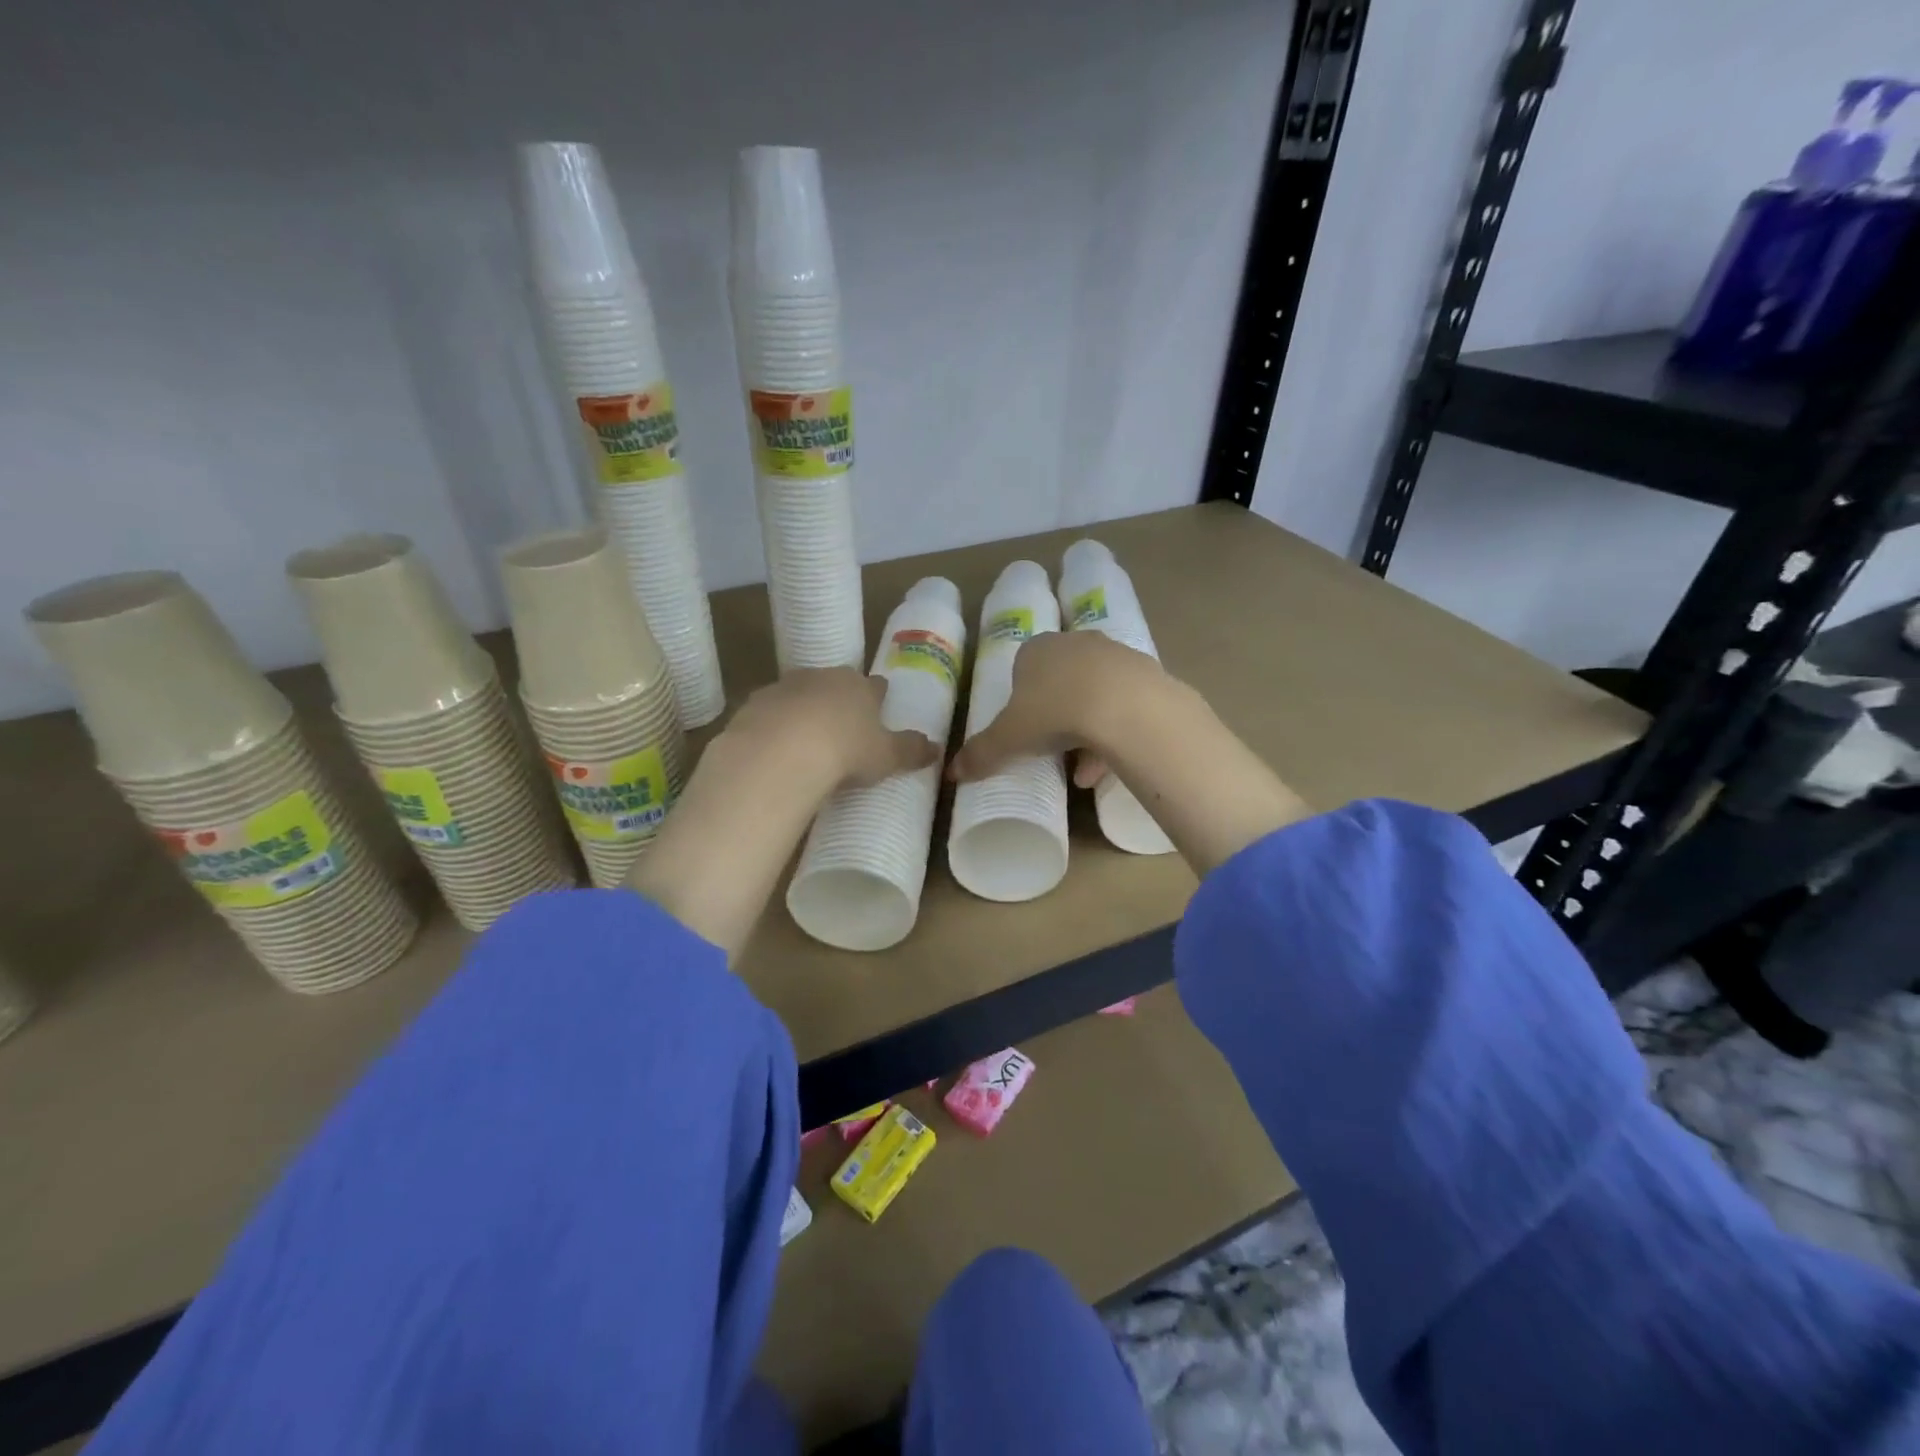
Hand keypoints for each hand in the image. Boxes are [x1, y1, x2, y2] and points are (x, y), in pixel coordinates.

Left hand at [725, 667, 940, 792]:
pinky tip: (776, 747)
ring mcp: (785, 687)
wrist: (781, 752)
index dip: (878, 696)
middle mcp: (823, 677)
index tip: (880, 704)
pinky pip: (770, 713)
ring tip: (807, 738)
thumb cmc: (846, 750)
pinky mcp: (753, 704)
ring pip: (800, 694)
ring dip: (804, 710)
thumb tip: (937, 748)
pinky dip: (774, 725)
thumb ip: (911, 751)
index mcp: (860, 686)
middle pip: (836, 684)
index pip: (875, 686)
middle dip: (839, 699)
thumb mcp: (887, 756)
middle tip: (843, 724)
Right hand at [950, 630, 1309, 876]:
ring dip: (1086, 731)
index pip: (1023, 666)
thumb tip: (952, 772)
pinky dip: (1113, 736)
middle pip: (1062, 680)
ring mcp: (1116, 656)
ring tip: (1080, 773)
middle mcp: (1077, 644)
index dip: (1022, 698)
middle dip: (1056, 714)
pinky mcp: (1148, 676)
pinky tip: (1104, 770)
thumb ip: (981, 752)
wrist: (1125, 706)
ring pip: (1095, 695)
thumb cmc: (1054, 712)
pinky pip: (1124, 707)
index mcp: (1038, 649)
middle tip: (1051, 747)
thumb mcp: (1009, 737)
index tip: (1023, 728)